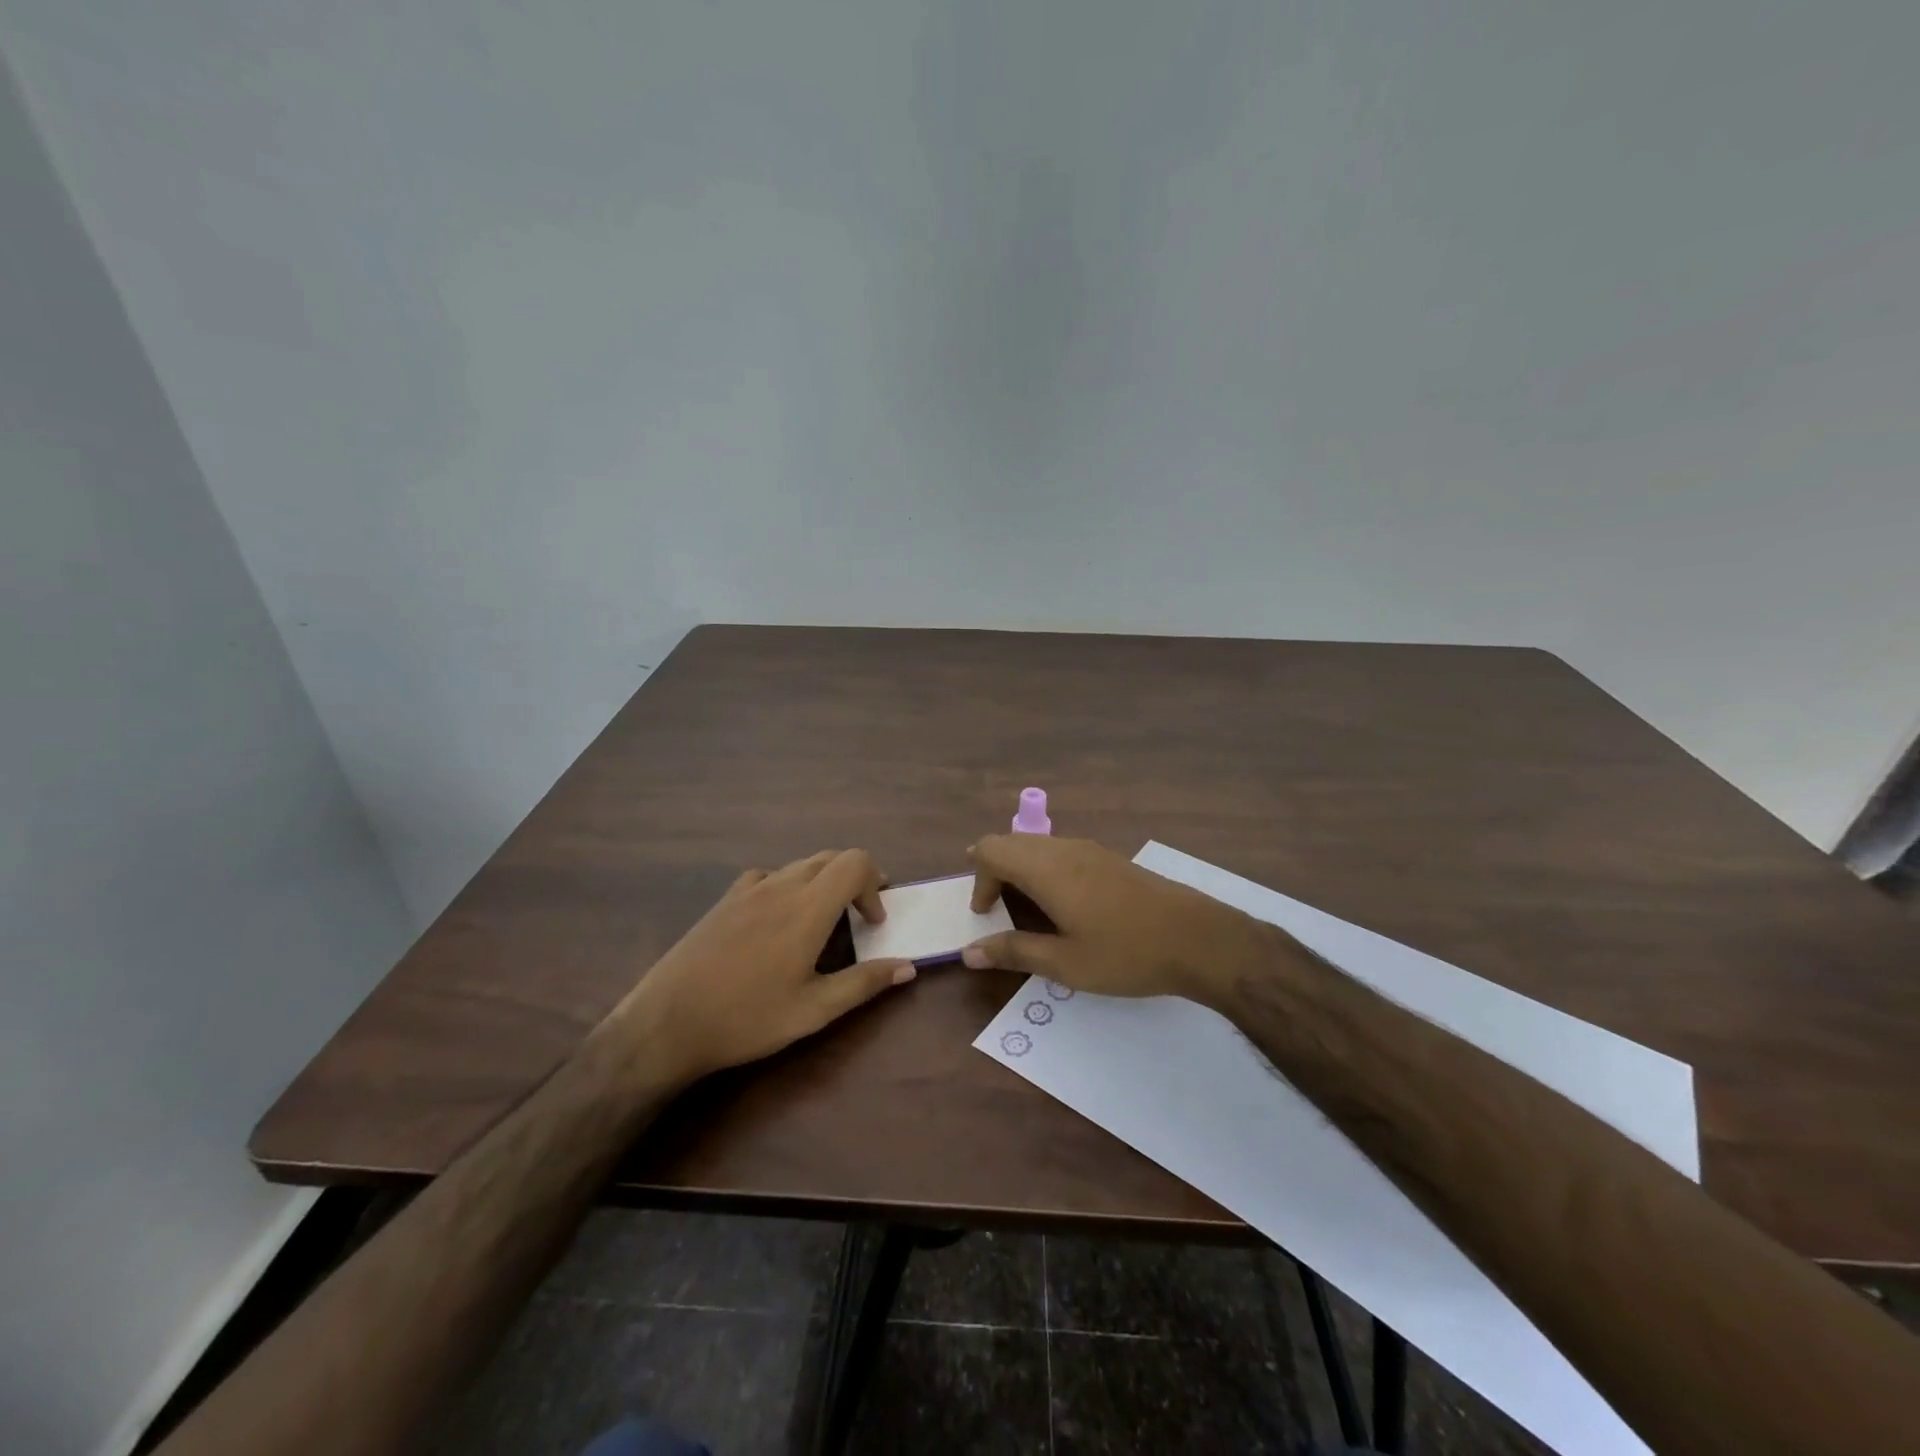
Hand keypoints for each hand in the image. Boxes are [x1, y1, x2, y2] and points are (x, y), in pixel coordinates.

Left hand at [614, 849, 914, 1083]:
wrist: (667, 1023)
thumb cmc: (746, 1018)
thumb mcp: (813, 1011)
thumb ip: (864, 983)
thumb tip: (908, 967)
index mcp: (808, 908)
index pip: (855, 863)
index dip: (875, 884)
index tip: (873, 922)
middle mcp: (781, 886)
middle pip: (832, 857)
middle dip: (855, 879)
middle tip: (860, 917)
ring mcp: (749, 889)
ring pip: (801, 864)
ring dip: (824, 881)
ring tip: (823, 921)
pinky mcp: (725, 899)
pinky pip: (769, 875)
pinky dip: (789, 885)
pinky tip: (778, 919)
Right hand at [961, 835, 1274, 1004]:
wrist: (1199, 939)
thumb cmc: (1127, 953)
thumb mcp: (1065, 963)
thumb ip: (1014, 952)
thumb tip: (969, 953)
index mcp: (1047, 869)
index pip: (991, 849)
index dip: (977, 878)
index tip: (984, 914)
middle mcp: (1065, 849)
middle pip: (1012, 842)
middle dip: (994, 870)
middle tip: (994, 908)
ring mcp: (1091, 850)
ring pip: (1038, 845)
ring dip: (1020, 869)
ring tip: (1025, 909)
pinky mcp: (1110, 859)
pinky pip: (1061, 852)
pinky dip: (1044, 870)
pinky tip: (1062, 905)